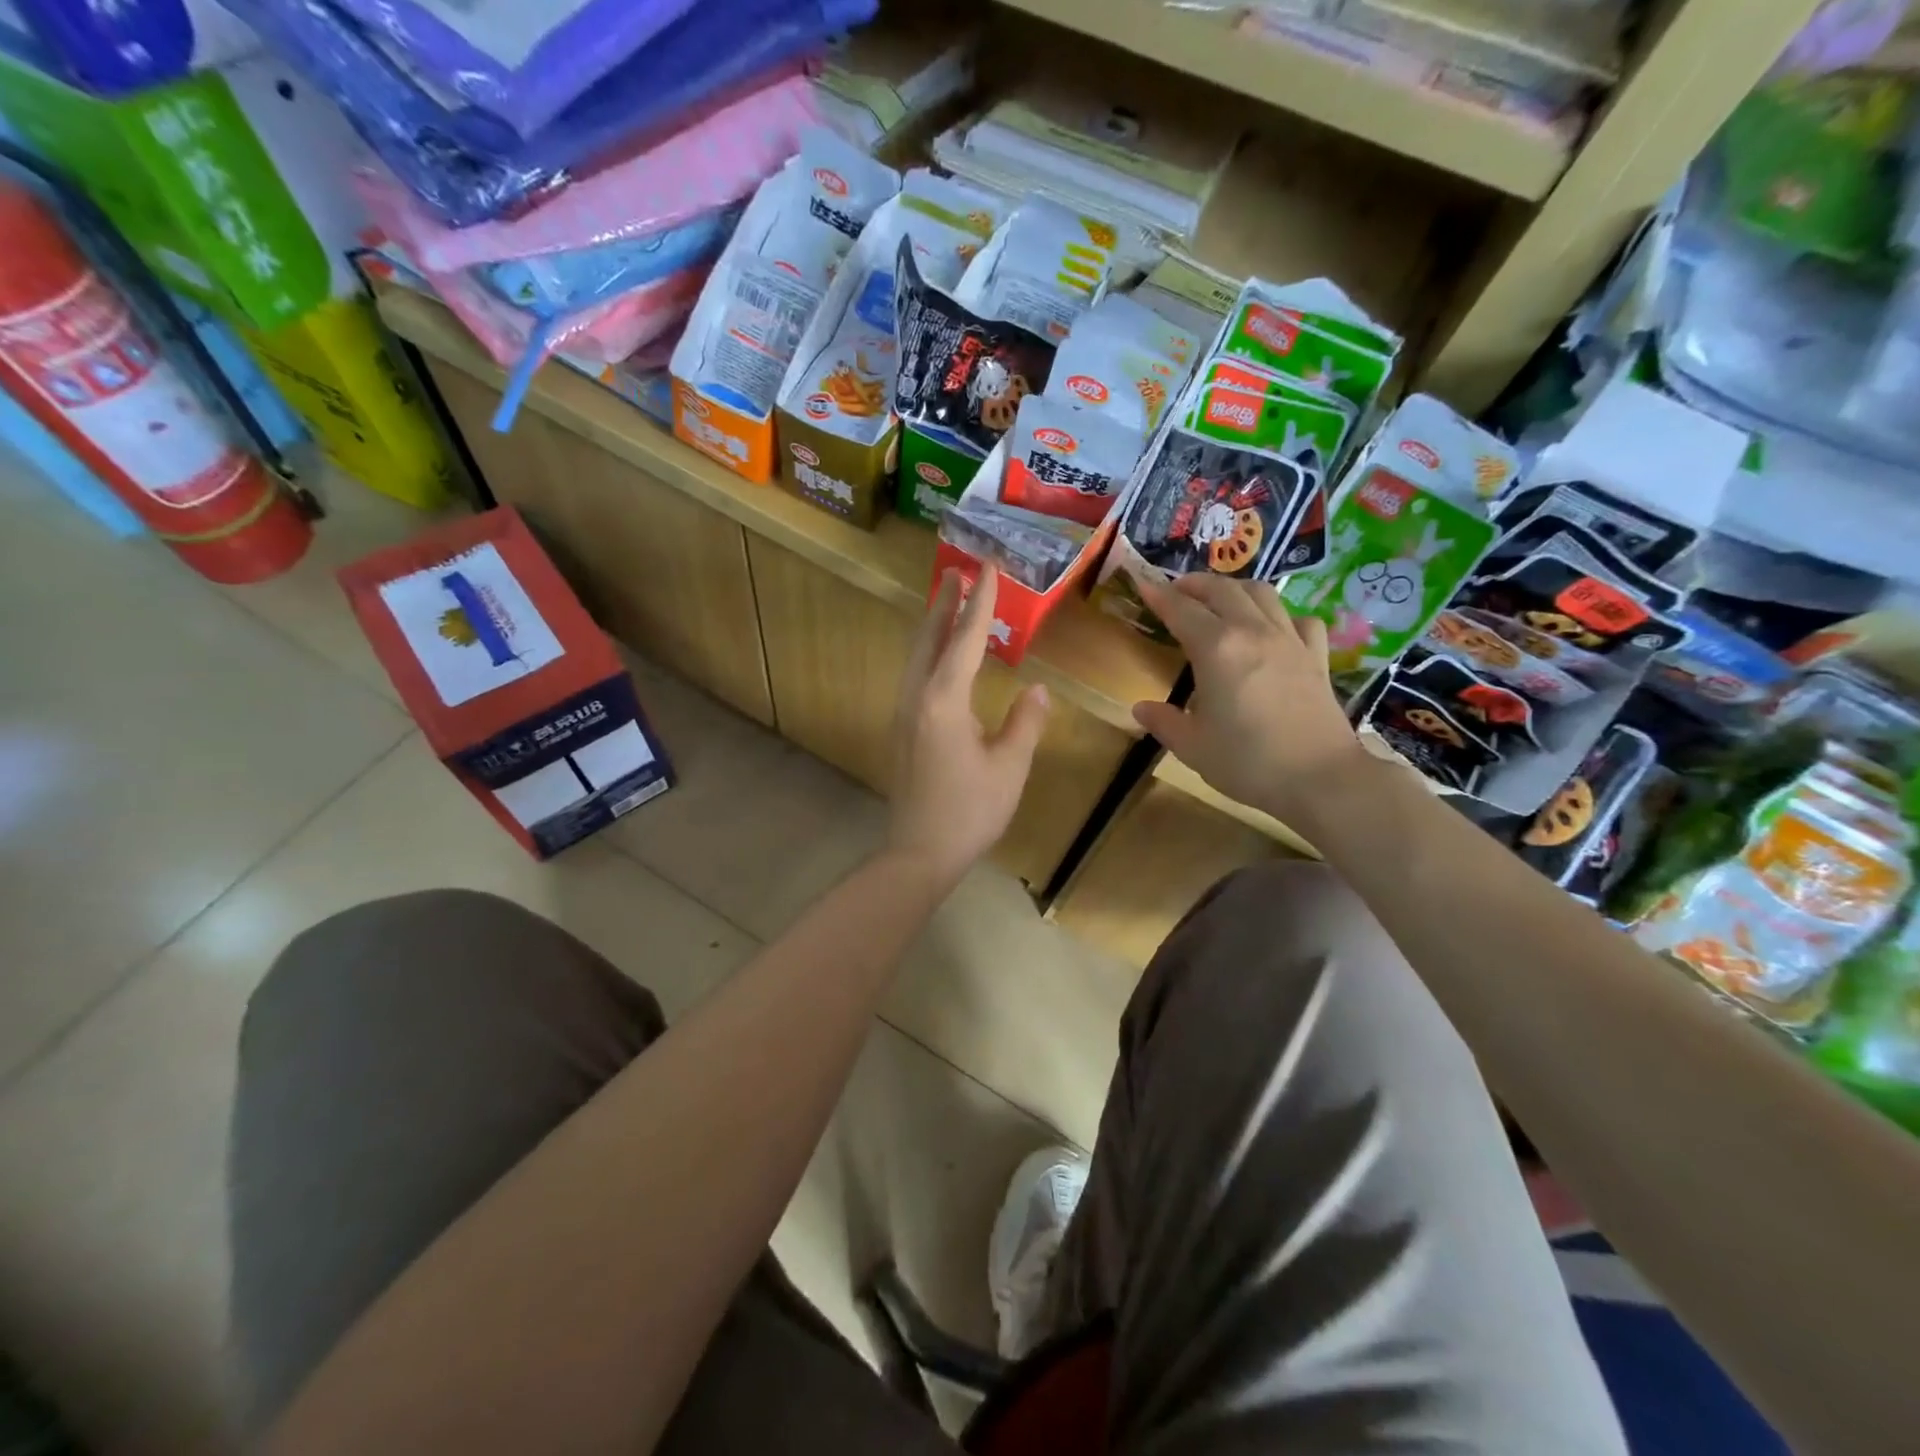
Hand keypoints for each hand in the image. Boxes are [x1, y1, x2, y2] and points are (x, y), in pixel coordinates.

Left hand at [889, 567, 1050, 885]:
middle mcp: (916, 699)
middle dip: (944, 605)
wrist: (920, 854)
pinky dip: (929, 655)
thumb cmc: (969, 811)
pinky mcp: (903, 733)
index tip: (986, 567)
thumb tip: (1037, 691)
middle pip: (928, 640)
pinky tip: (940, 661)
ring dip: (933, 628)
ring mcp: (904, 716)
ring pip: (916, 658)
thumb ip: (1025, 723)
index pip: (964, 640)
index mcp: (943, 701)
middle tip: (956, 572)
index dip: (979, 602)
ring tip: (949, 606)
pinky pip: (915, 678)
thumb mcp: (1009, 767)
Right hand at [1129, 570, 1370, 826]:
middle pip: (1222, 589)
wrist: (1320, 777)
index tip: (1142, 583)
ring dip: (1234, 588)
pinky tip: (1273, 629)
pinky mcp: (1316, 656)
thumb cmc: (1248, 761)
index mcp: (1216, 649)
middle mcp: (1252, 632)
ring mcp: (1289, 640)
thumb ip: (1164, 722)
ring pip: (1261, 593)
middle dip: (1194, 584)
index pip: (1180, 609)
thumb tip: (1141, 708)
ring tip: (1219, 599)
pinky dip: (1281, 615)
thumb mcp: (1193, 747)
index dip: (1158, 594)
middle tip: (1176, 591)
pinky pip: (1298, 619)